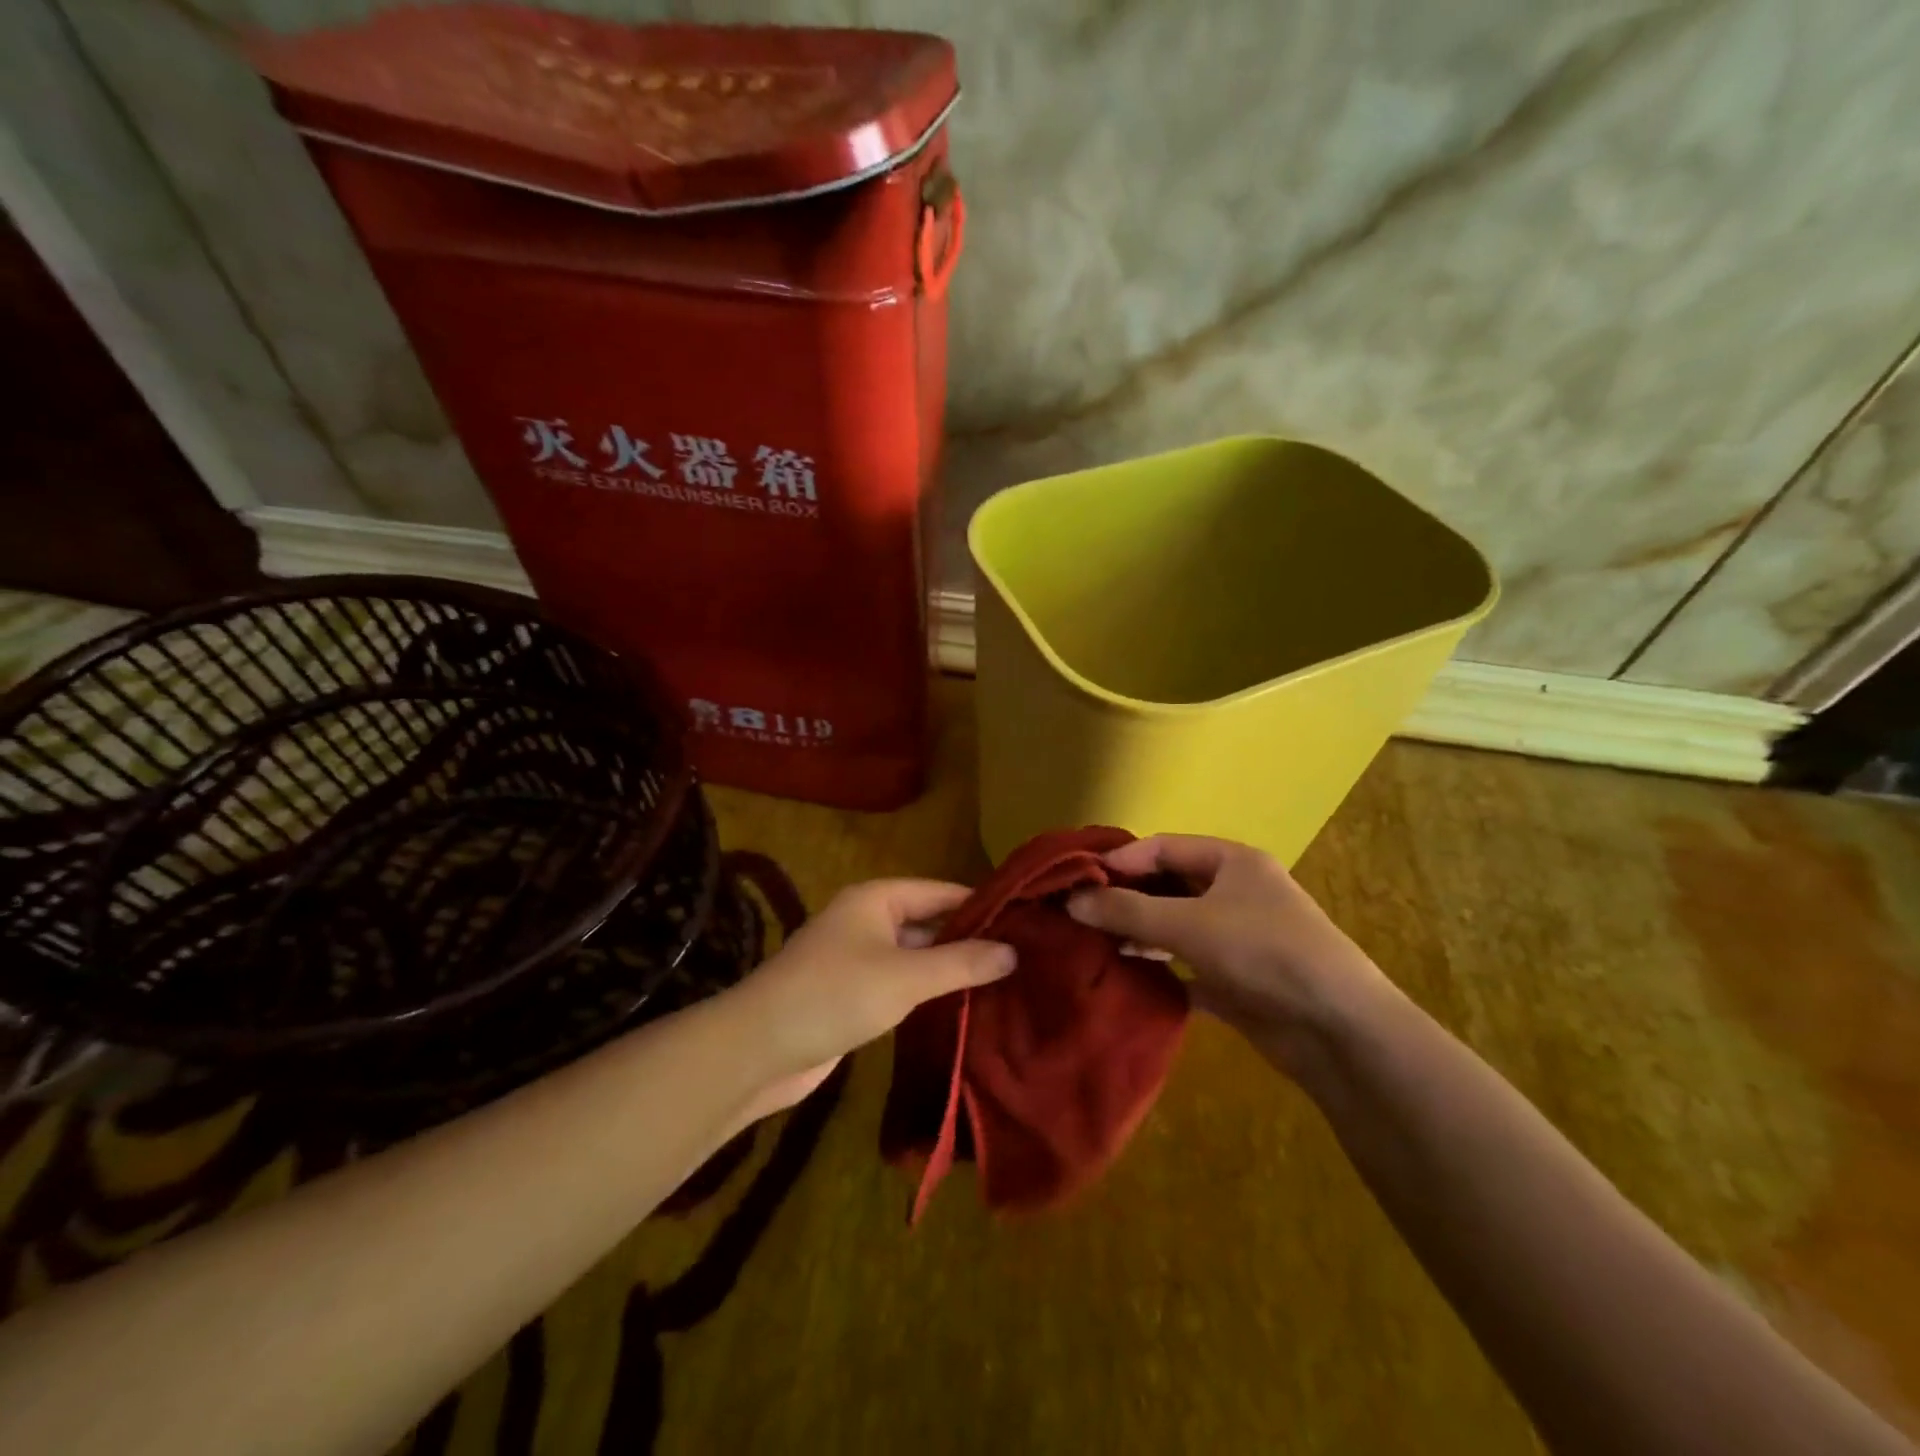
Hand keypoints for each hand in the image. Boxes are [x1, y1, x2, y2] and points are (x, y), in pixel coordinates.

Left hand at [723, 879, 1015, 1115]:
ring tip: (1006, 983)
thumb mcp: (906, 976)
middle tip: (1024, 959)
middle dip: (970, 940)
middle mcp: (868, 920)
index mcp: (877, 898)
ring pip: (916, 956)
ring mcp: (858, 958)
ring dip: (951, 969)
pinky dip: (928, 993)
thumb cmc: (835, 994)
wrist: (758, 1048)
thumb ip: (961, 963)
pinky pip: (901, 984)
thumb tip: (1014, 951)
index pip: (943, 892)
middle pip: (930, 922)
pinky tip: (963, 1008)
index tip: (1027, 923)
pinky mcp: (853, 994)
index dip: (983, 906)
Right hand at [1066, 835, 1390, 1056]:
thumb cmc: (1263, 953)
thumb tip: (1071, 900)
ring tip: (1093, 945)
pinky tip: (1125, 976)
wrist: (1338, 1029)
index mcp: (1232, 861)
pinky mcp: (1236, 979)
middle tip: (1078, 915)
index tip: (1077, 882)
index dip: (1120, 861)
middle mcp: (1234, 892)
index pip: (1163, 847)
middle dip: (1125, 898)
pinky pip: (1185, 964)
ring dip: (1138, 933)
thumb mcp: (1189, 924)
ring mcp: (1236, 937)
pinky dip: (1158, 968)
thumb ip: (1127, 910)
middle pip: (1167, 885)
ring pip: (1174, 925)